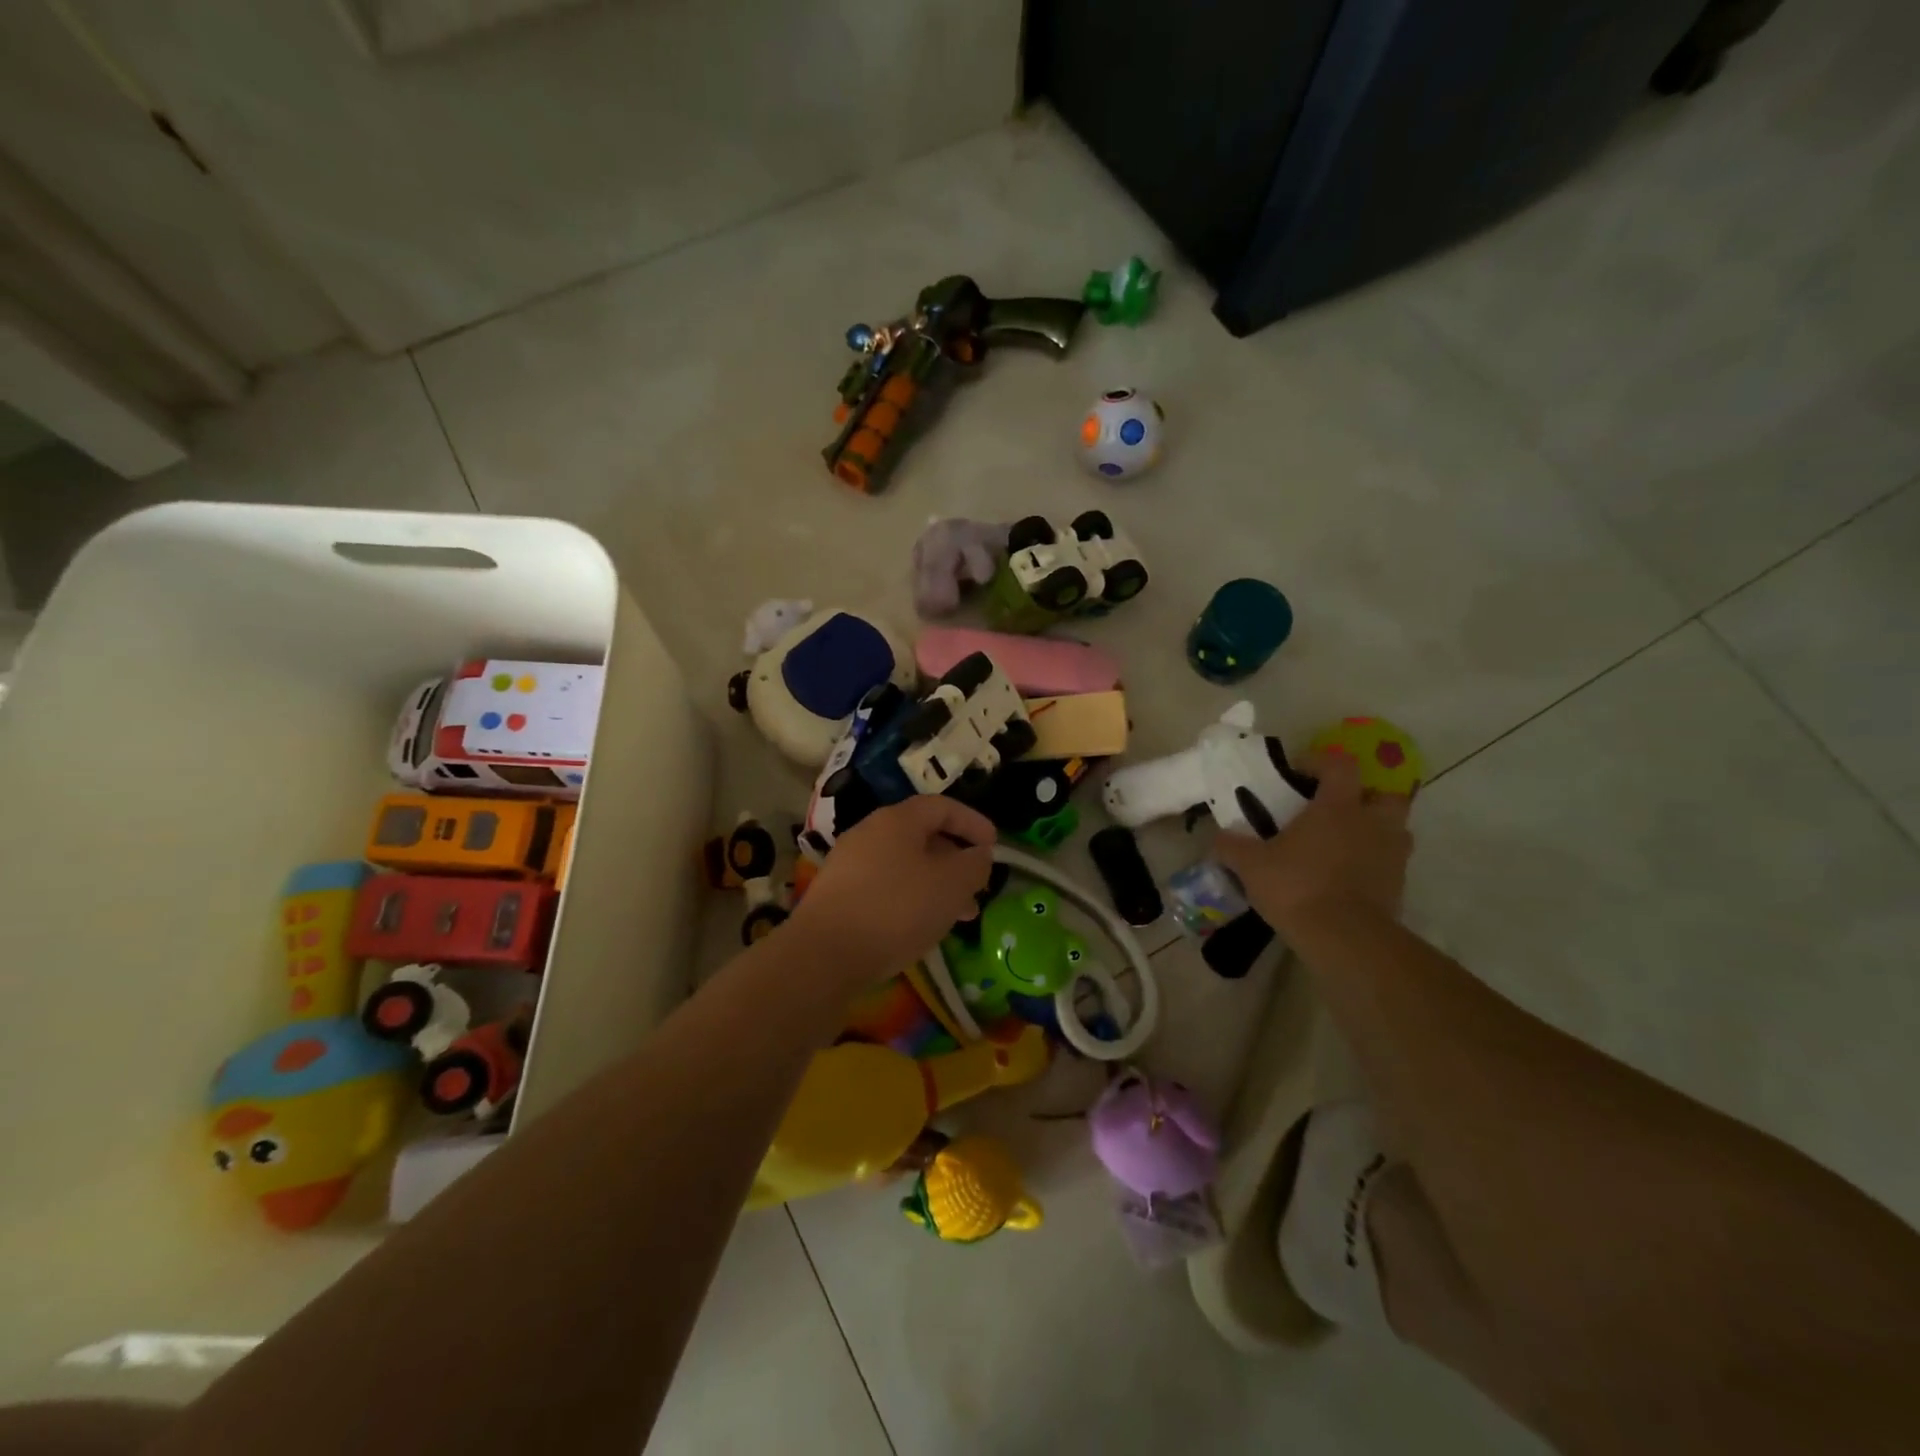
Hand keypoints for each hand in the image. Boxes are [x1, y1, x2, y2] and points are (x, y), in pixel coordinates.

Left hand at [786, 796, 996, 985]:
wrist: (824, 954)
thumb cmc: (896, 909)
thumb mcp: (951, 885)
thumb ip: (974, 865)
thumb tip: (979, 855)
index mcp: (898, 820)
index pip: (943, 806)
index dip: (973, 822)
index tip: (995, 846)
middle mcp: (870, 832)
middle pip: (923, 836)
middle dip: (956, 860)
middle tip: (978, 888)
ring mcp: (849, 863)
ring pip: (906, 865)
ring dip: (937, 884)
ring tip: (960, 915)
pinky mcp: (838, 894)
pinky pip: (886, 885)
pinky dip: (912, 898)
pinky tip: (922, 926)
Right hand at [1215, 750, 1412, 933]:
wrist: (1344, 938)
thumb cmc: (1297, 887)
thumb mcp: (1251, 865)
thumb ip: (1232, 846)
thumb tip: (1219, 837)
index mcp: (1338, 807)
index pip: (1340, 765)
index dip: (1321, 762)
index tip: (1299, 773)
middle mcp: (1372, 823)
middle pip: (1384, 794)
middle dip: (1364, 796)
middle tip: (1336, 809)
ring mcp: (1392, 855)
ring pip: (1394, 829)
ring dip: (1374, 830)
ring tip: (1343, 844)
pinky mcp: (1399, 886)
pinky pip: (1390, 863)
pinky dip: (1373, 864)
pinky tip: (1346, 878)